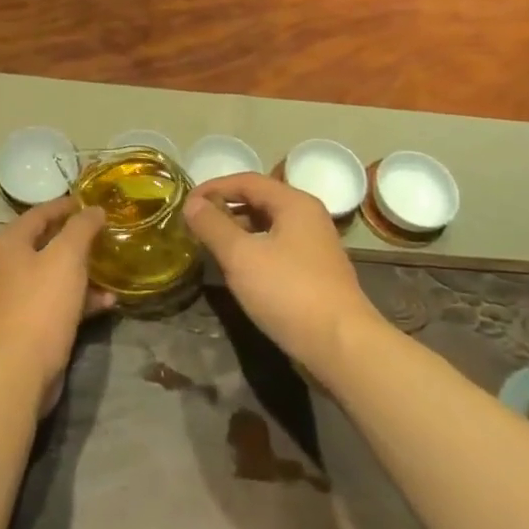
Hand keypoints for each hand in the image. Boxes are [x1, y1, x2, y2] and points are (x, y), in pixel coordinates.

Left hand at [0, 196, 114, 413]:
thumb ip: (82, 228)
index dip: (68, 204)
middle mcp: (9, 264)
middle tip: (108, 232)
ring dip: (85, 269)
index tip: (95, 201)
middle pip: (48, 242)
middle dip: (79, 238)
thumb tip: (94, 209)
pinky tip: (109, 301)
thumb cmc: (41, 303)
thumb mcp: (67, 257)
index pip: (41, 212)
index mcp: (11, 242)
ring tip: (114, 266)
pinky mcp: (32, 323)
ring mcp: (19, 296)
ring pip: (56, 273)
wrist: (20, 369)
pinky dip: (82, 298)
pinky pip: (60, 300)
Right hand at [183, 173, 375, 376]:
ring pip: (268, 226)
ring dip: (238, 230)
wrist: (342, 347)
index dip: (213, 187)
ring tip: (210, 245)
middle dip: (225, 208)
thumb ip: (213, 225)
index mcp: (294, 203)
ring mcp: (315, 246)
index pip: (247, 180)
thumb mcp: (241, 256)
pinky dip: (253, 250)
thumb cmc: (289, 293)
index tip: (186, 202)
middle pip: (259, 200)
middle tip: (195, 223)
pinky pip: (277, 248)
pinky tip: (238, 269)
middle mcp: (308, 217)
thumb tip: (192, 202)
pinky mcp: (315, 273)